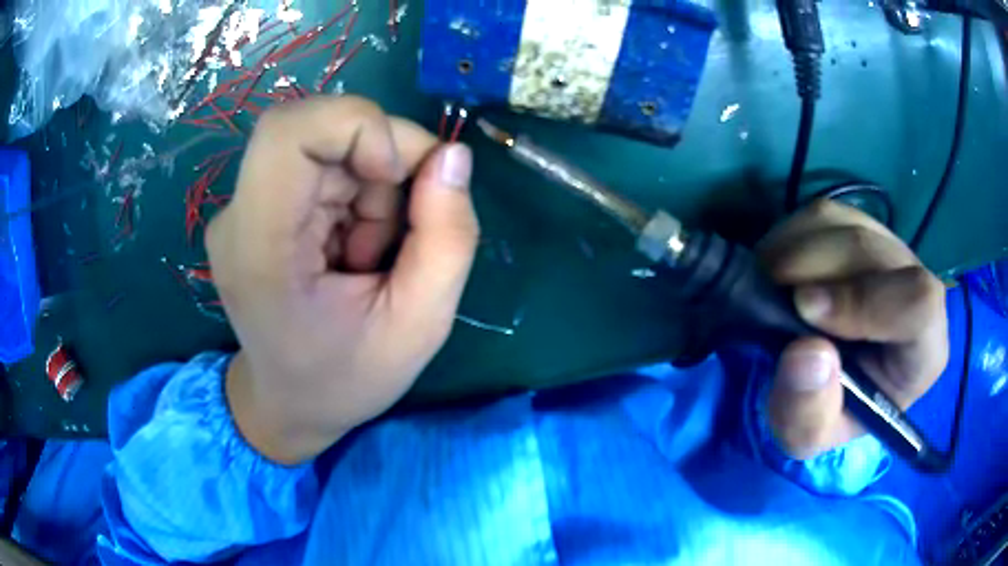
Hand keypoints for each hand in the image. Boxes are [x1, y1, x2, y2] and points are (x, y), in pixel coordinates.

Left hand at [206, 97, 478, 463]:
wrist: (288, 404)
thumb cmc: (347, 380)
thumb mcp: (420, 326)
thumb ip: (448, 238)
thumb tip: (452, 156)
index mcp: (260, 248)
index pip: (287, 132)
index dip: (356, 127)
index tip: (396, 173)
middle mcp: (238, 216)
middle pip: (314, 129)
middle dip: (379, 158)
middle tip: (404, 221)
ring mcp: (242, 209)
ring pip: (326, 144)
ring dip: (371, 185)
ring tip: (371, 255)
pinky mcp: (256, 206)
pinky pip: (319, 165)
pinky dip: (355, 193)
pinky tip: (352, 247)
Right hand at [756, 200, 947, 458]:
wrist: (827, 382)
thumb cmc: (829, 412)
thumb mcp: (809, 436)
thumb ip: (809, 412)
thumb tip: (806, 352)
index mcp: (924, 348)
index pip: (919, 303)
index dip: (866, 300)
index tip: (806, 311)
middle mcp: (915, 285)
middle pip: (870, 250)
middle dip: (812, 270)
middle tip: (770, 301)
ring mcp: (887, 247)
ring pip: (842, 223)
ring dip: (794, 252)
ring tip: (771, 291)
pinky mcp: (858, 226)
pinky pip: (820, 215)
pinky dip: (789, 238)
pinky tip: (780, 273)